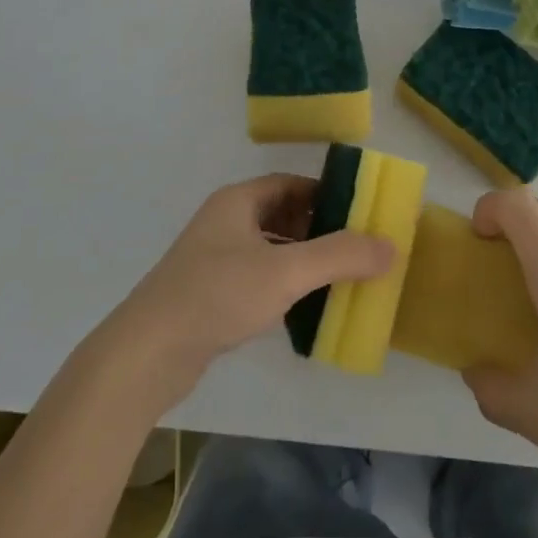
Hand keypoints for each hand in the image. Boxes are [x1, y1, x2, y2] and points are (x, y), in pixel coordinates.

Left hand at [94, 174, 393, 411]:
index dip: (324, 194)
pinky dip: (281, 283)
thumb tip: (391, 245)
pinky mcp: (208, 293)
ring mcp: (213, 258)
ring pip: (268, 247)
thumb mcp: (285, 272)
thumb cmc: (217, 295)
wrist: (147, 353)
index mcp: (238, 201)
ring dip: (300, 258)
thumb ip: (339, 256)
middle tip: (355, 247)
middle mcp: (224, 221)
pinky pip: (255, 276)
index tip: (358, 212)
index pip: (289, 184)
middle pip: (280, 214)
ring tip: (337, 277)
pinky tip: (301, 306)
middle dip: (317, 228)